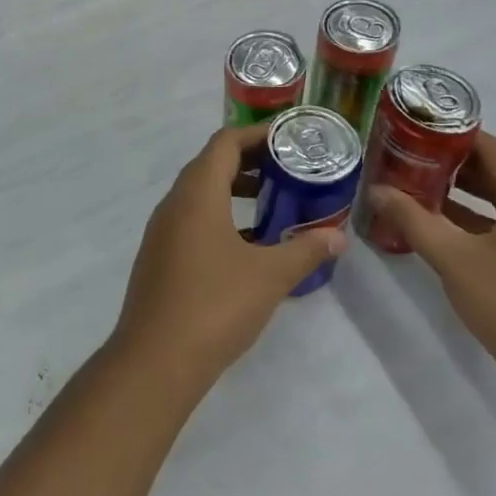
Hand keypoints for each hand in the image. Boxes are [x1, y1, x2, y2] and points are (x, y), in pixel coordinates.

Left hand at [113, 124, 347, 394]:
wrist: (156, 360)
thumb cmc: (215, 305)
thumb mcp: (269, 276)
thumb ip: (306, 251)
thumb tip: (339, 237)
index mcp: (196, 195)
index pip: (224, 143)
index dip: (257, 134)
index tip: (290, 141)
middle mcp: (173, 205)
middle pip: (211, 165)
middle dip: (250, 162)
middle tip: (289, 170)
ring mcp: (162, 233)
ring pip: (200, 196)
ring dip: (235, 192)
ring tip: (275, 204)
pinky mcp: (160, 259)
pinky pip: (193, 223)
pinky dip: (221, 220)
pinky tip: (250, 247)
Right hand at [368, 132, 495, 405]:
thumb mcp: (454, 260)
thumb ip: (414, 221)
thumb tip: (378, 190)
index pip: (490, 147)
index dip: (451, 134)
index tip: (412, 128)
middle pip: (494, 170)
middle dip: (449, 162)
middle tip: (405, 155)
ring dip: (459, 191)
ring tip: (413, 184)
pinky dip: (471, 218)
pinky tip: (438, 225)